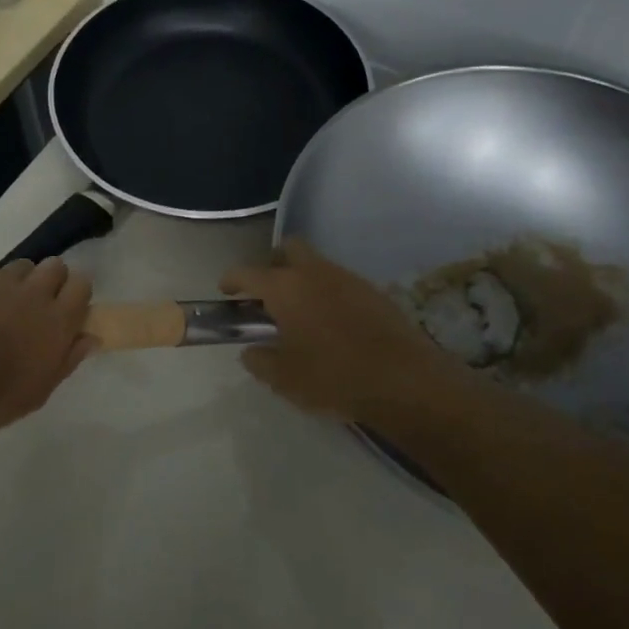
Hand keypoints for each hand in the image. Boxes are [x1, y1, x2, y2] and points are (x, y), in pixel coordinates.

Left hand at [0, 258, 94, 432]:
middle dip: (48, 279)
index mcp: (58, 322)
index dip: (75, 292)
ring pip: (19, 265)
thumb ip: (66, 361)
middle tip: (32, 304)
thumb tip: (90, 338)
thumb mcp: (36, 393)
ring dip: (14, 280)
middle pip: (54, 266)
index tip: (65, 307)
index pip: (82, 287)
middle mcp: (35, 292)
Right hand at [221, 238, 468, 423]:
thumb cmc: (333, 377)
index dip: (231, 280)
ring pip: (316, 264)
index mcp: (285, 287)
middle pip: (287, 249)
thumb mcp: (284, 378)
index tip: (226, 291)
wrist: (402, 379)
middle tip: (267, 295)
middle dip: (272, 265)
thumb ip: (260, 361)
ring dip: (302, 280)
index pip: (247, 272)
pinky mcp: (372, 291)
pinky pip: (340, 282)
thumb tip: (250, 351)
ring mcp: (347, 278)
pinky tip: (331, 324)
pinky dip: (328, 293)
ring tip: (300, 315)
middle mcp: (314, 272)